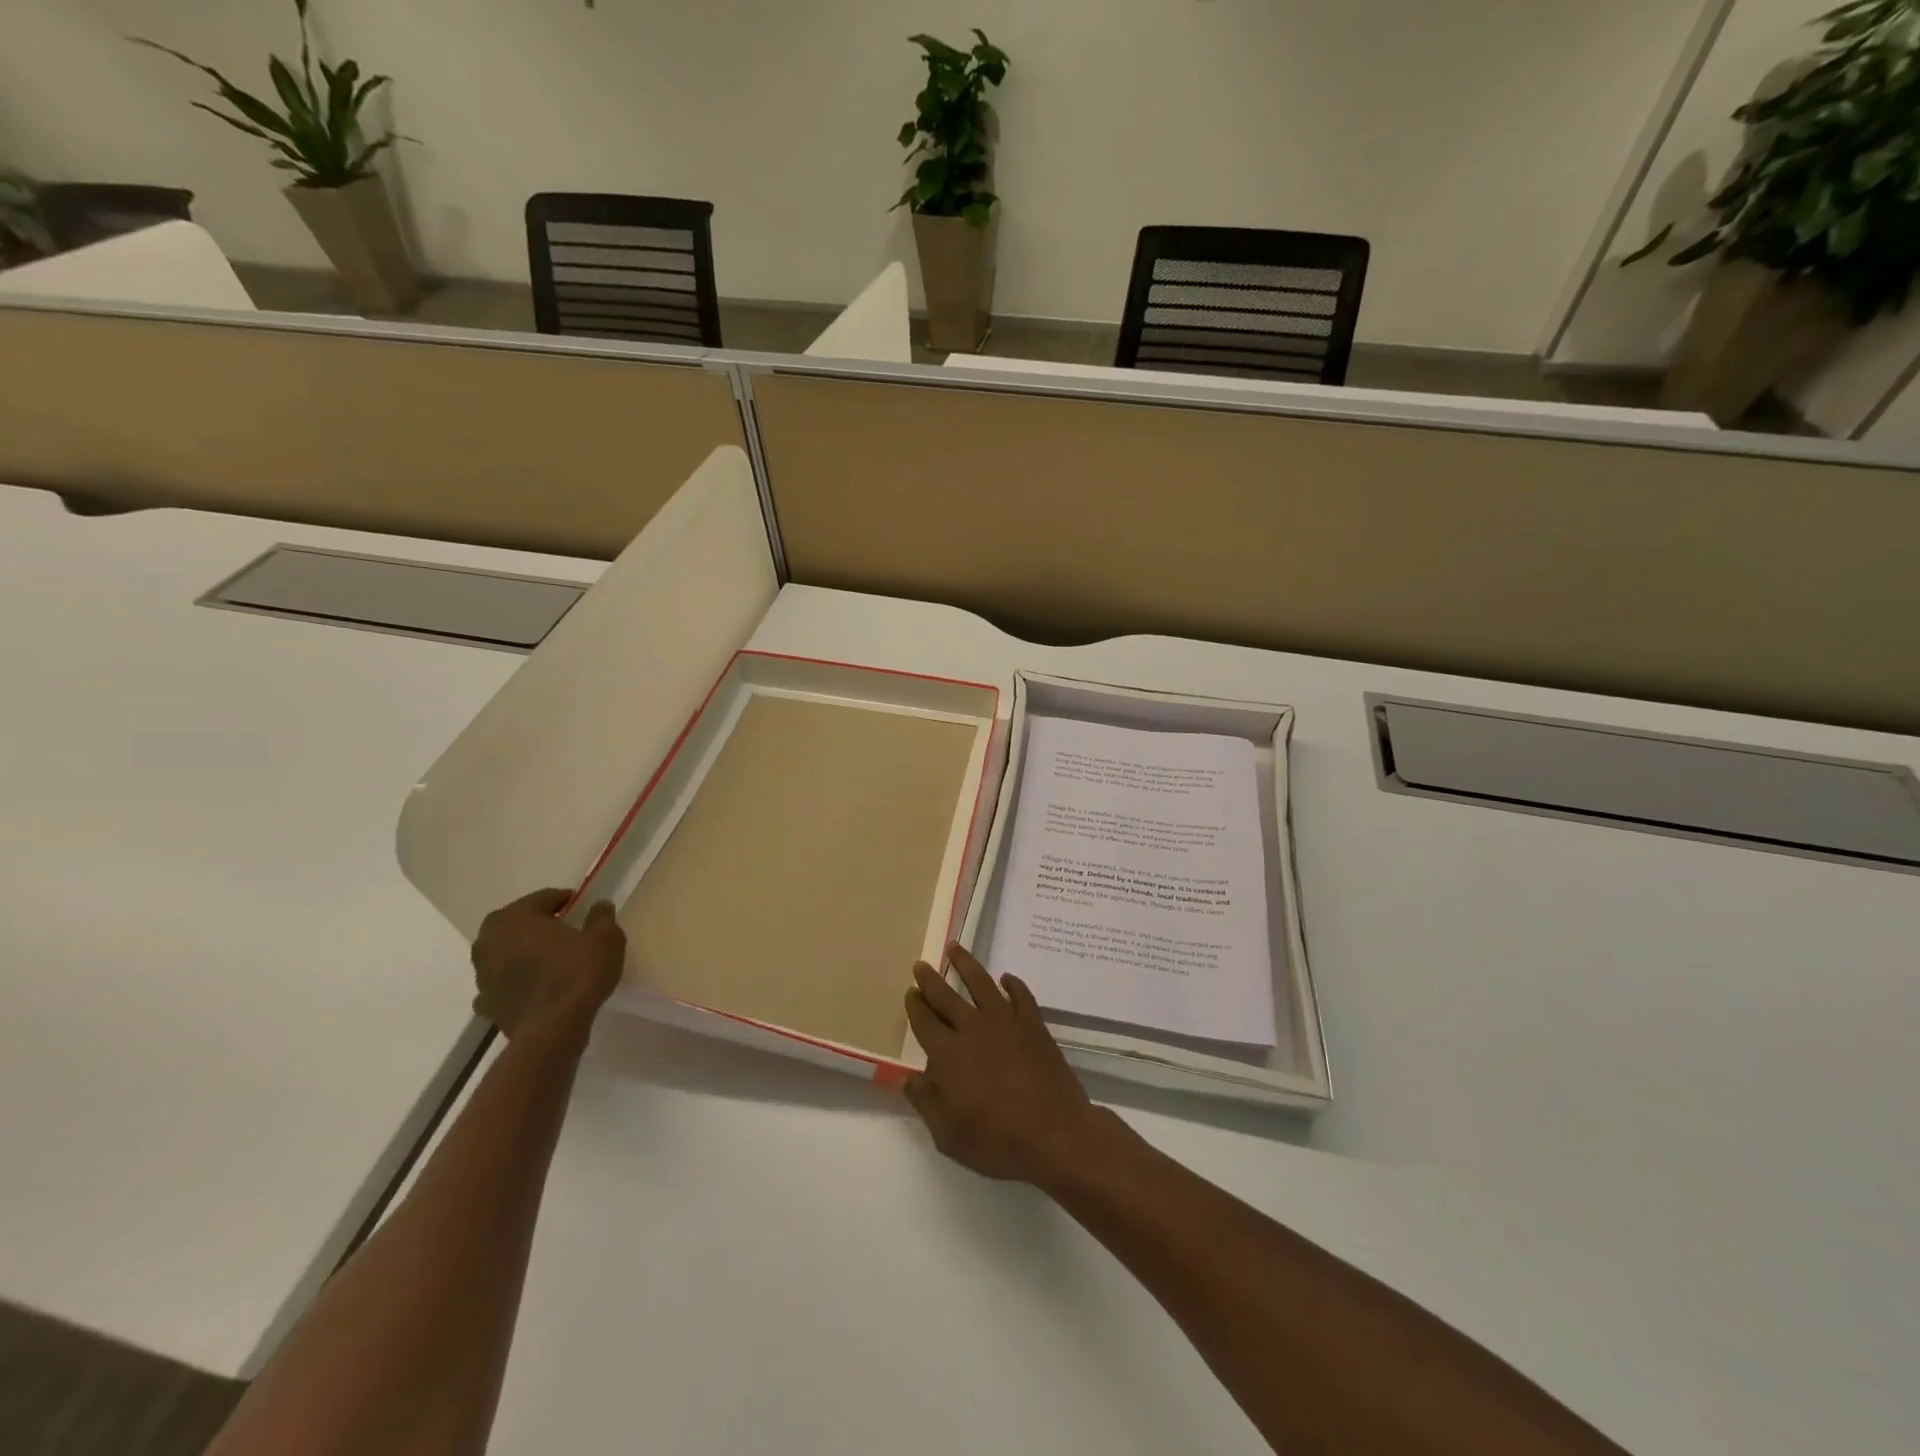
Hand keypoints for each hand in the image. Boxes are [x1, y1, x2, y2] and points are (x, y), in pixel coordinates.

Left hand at [471, 889, 625, 1043]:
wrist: (553, 1030)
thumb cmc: (578, 973)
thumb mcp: (605, 938)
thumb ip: (601, 917)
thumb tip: (599, 905)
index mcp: (515, 917)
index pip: (542, 898)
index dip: (565, 900)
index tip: (582, 907)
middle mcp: (488, 941)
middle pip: (516, 924)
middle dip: (537, 925)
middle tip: (564, 930)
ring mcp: (482, 975)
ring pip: (505, 954)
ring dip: (523, 953)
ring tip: (551, 960)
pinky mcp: (485, 1004)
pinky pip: (502, 984)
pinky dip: (515, 982)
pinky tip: (535, 988)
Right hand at [902, 944, 1114, 1186]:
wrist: (1056, 1134)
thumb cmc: (997, 1141)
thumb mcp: (949, 1135)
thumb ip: (926, 1103)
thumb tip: (910, 1078)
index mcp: (948, 1055)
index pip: (924, 1023)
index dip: (915, 1007)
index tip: (910, 993)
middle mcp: (973, 1029)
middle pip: (946, 997)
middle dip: (931, 980)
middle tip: (921, 964)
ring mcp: (1006, 1022)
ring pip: (981, 983)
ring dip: (966, 964)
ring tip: (955, 948)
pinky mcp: (1034, 1025)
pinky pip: (1021, 996)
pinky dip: (1013, 984)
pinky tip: (1006, 978)